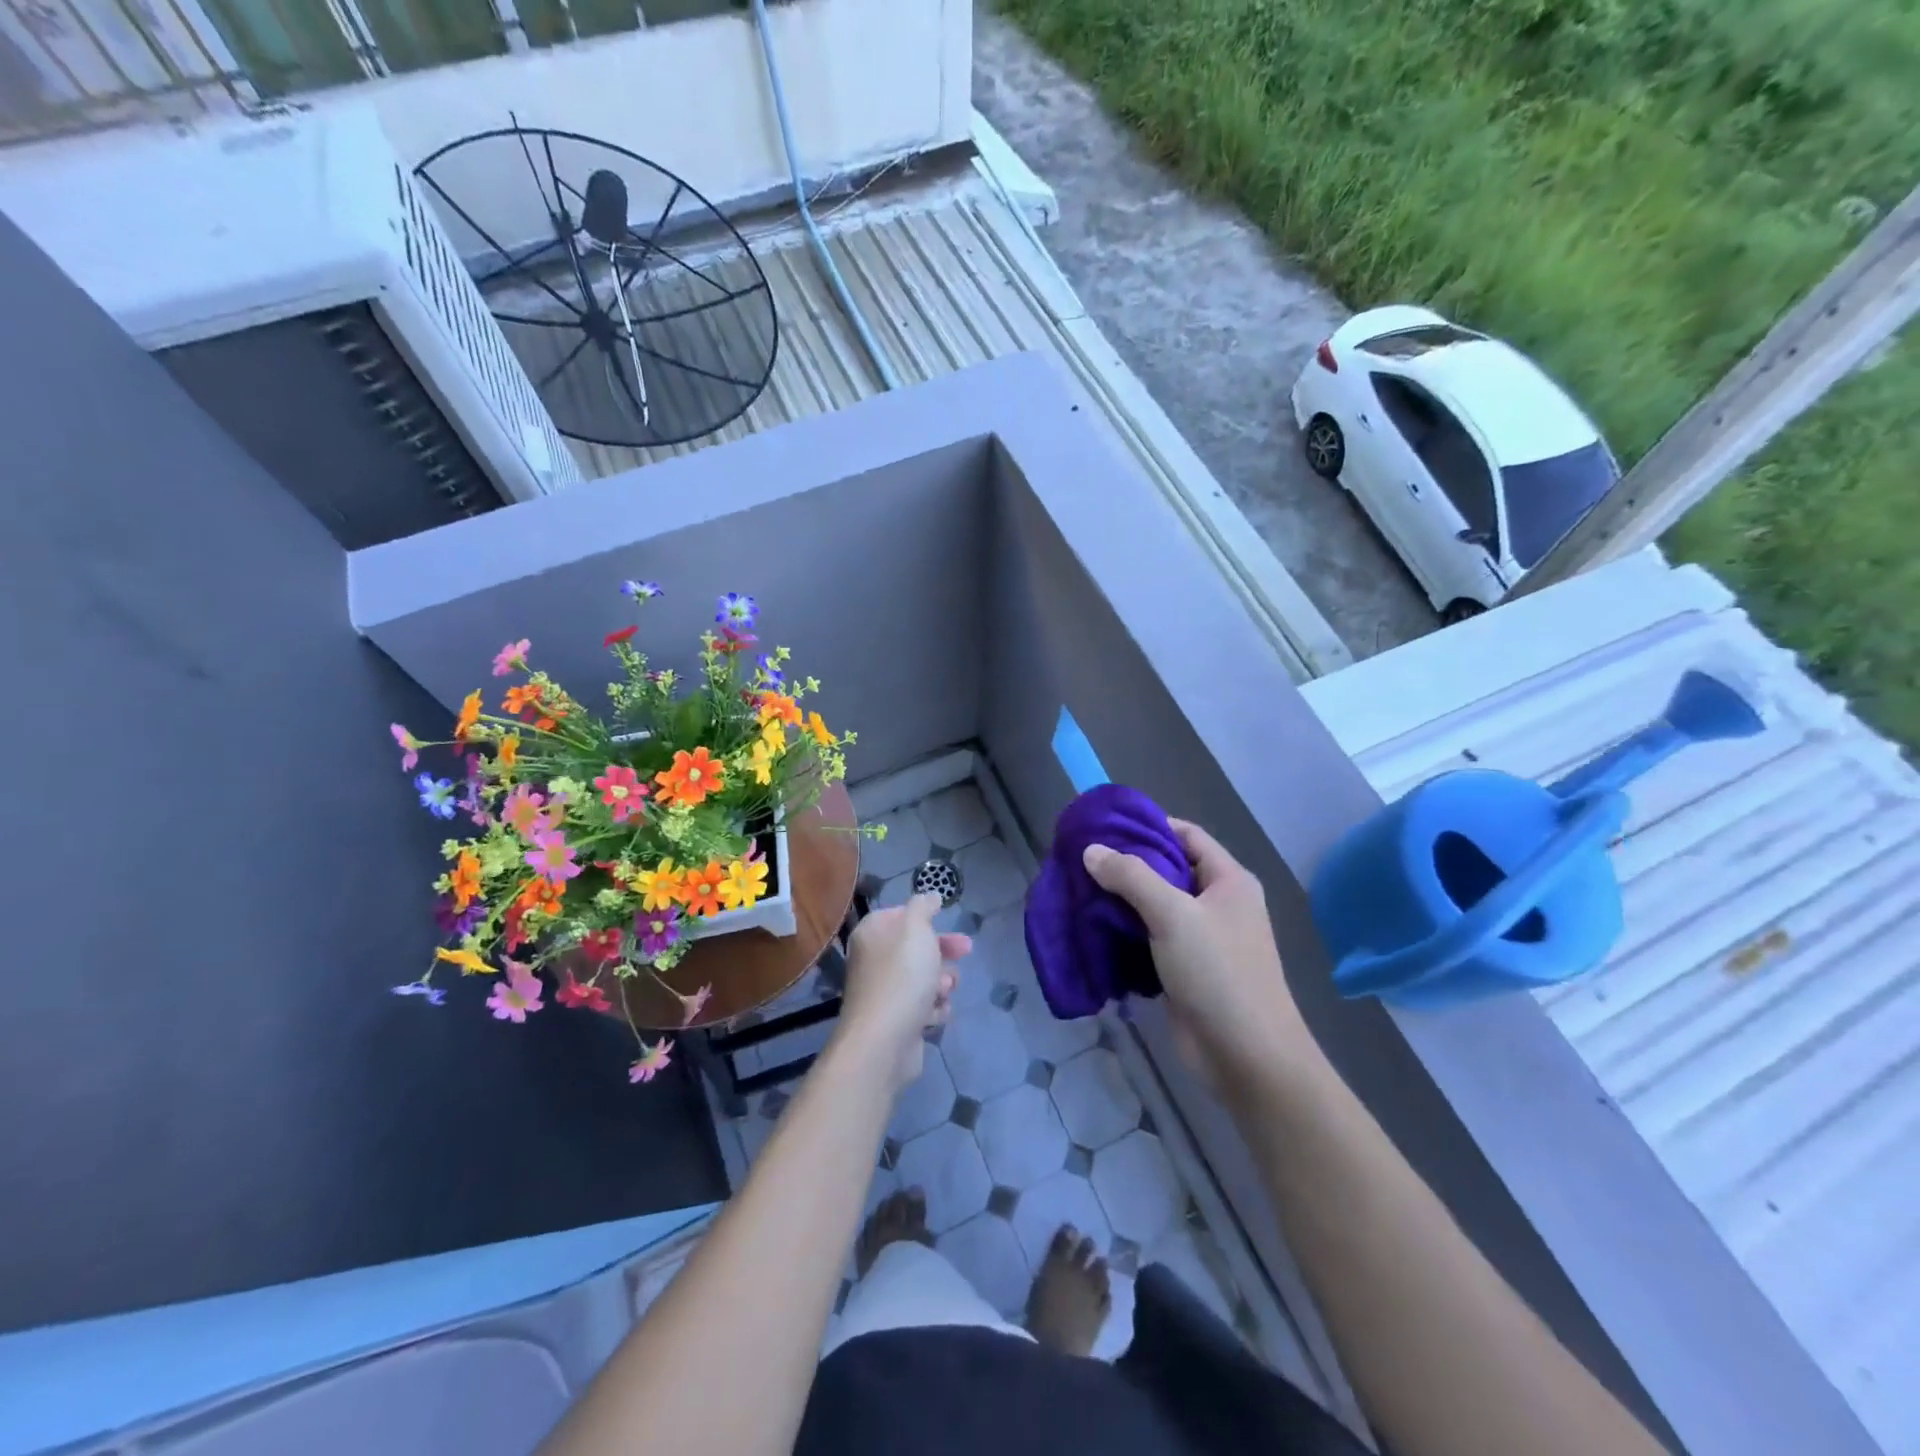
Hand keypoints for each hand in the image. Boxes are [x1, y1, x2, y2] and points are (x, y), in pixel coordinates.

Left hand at [836, 894, 969, 1091]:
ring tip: (945, 989)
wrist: (884, 1041)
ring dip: (941, 981)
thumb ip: (923, 907)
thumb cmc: (902, 977)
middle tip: (966, 950)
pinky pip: (922, 1007)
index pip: (898, 915)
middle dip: (943, 950)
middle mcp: (873, 960)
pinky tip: (936, 1013)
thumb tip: (929, 895)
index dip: (924, 917)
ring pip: (923, 978)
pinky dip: (934, 1008)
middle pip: (915, 947)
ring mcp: (884, 992)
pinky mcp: (896, 1021)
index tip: (945, 918)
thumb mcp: (916, 929)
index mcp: (872, 934)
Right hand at [1083, 820, 1309, 1085]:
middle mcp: (1218, 903)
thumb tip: (1091, 850)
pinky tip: (1094, 928)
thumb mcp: (1173, 915)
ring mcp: (1202, 938)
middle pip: (1168, 869)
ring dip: (1122, 900)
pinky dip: (1125, 931)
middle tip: (1083, 860)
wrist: (1246, 1057)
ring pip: (1156, 906)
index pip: (1186, 835)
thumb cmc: (1217, 973)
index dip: (1149, 826)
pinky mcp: (1185, 968)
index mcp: (1229, 881)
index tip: (1105, 827)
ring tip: (1080, 890)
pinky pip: (1151, 937)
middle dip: (1127, 865)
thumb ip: (1131, 877)